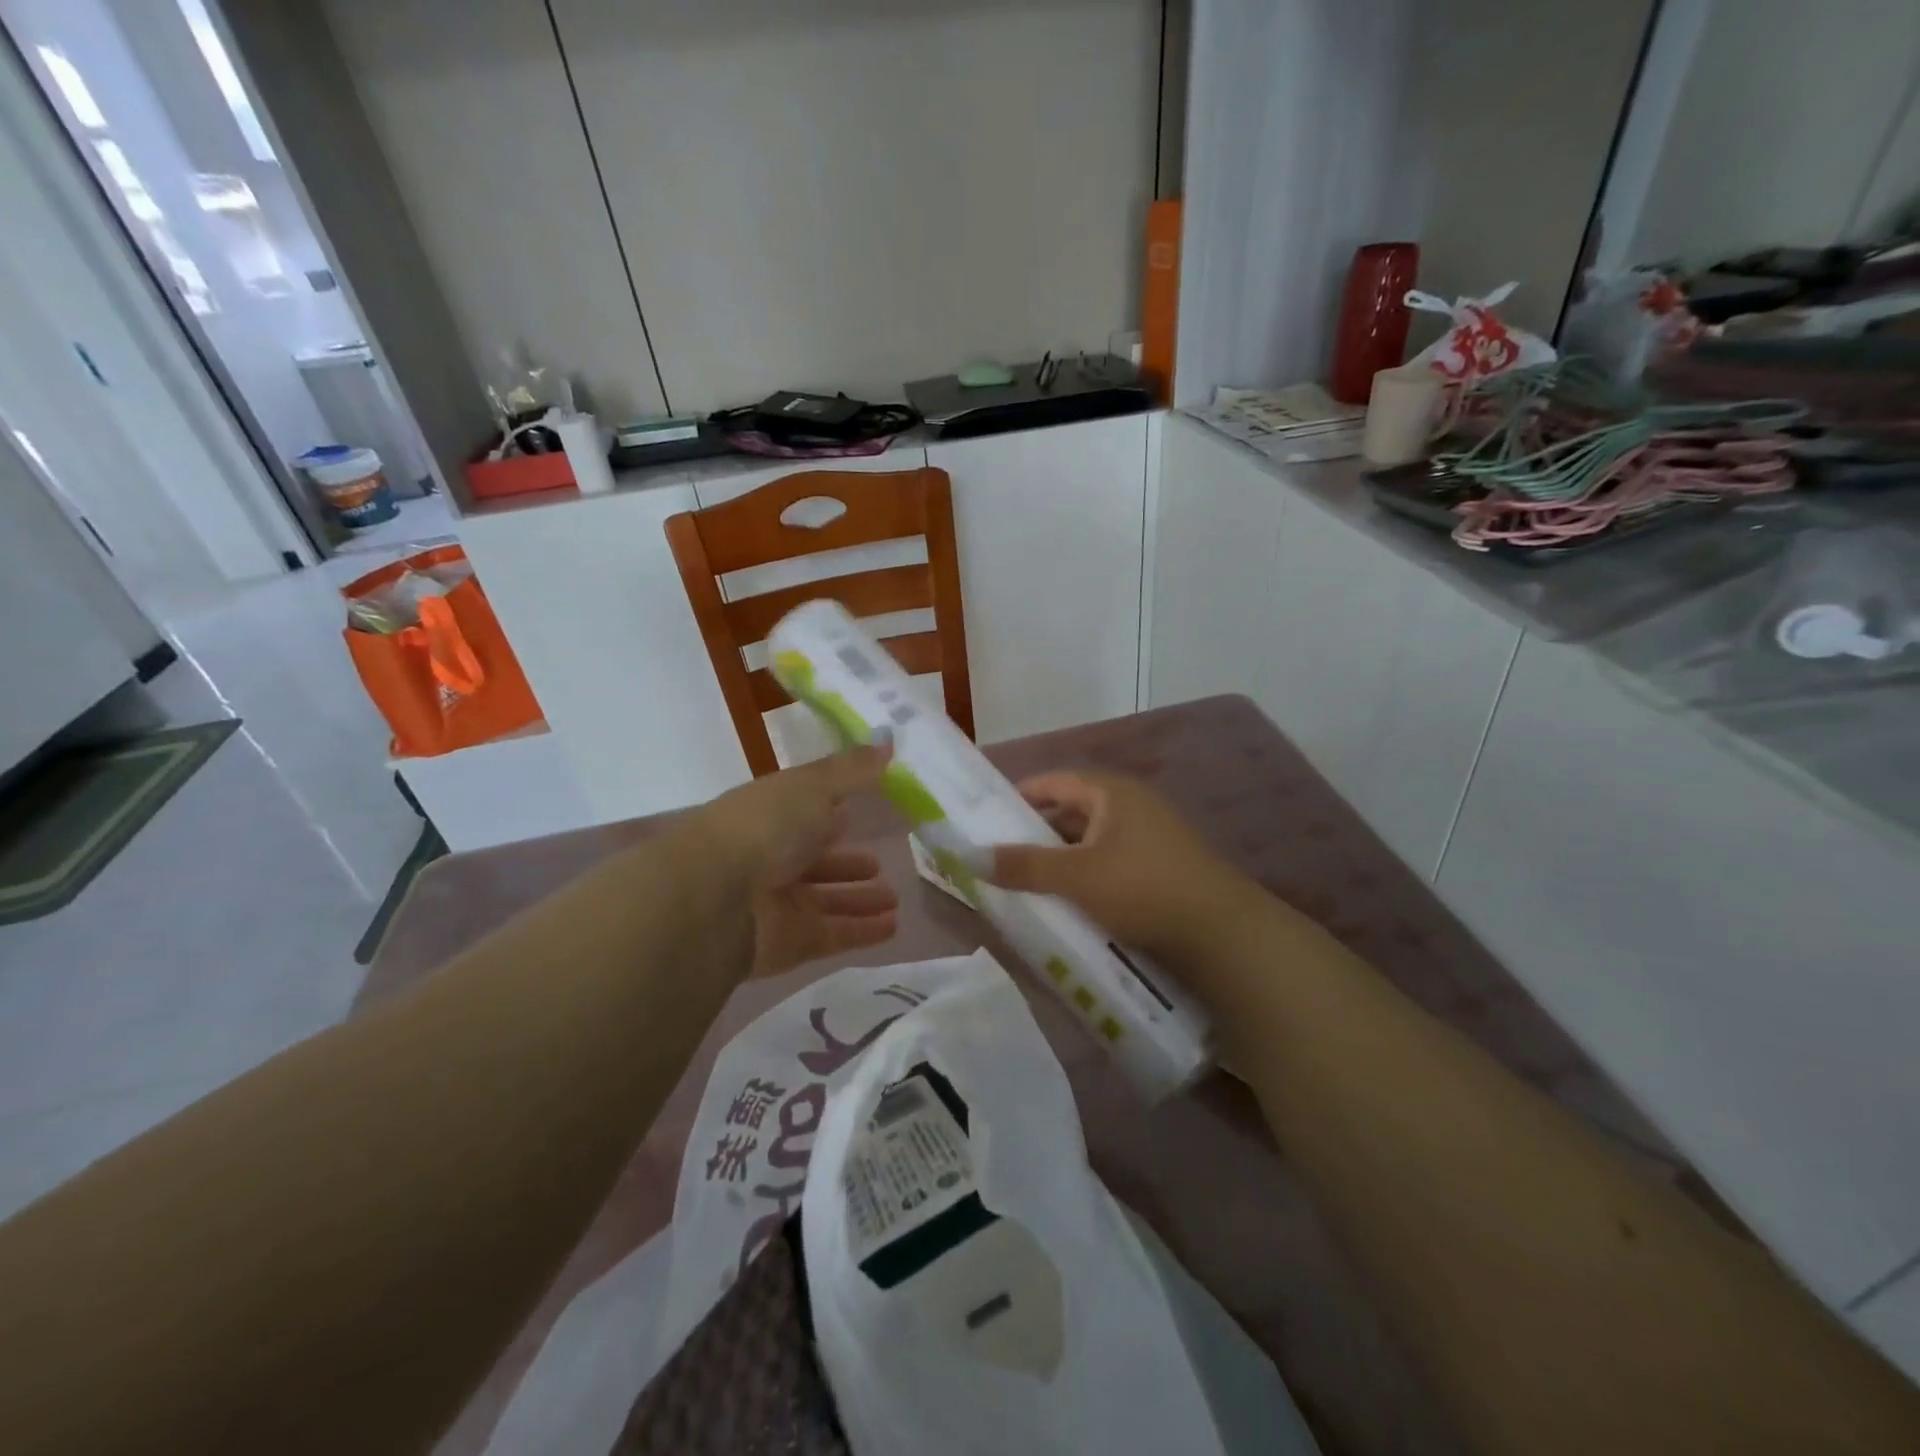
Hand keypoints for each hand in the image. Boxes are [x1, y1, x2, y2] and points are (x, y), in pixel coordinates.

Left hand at [696, 747, 900, 977]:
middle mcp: (772, 859)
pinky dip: (863, 931)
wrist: (715, 898)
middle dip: (848, 863)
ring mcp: (780, 904)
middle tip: (881, 864)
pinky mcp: (792, 942)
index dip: (832, 813)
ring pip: (827, 900)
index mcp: (771, 816)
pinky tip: (893, 926)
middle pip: (816, 862)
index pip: (805, 814)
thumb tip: (889, 743)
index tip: (862, 813)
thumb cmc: (763, 826)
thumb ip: (852, 769)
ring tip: (895, 898)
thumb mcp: (811, 784)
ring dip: (860, 899)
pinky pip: (835, 934)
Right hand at [986, 772, 1250, 963]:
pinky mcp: (1161, 866)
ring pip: (1090, 840)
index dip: (1019, 796)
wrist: (1223, 934)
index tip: (987, 819)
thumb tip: (970, 855)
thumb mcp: (1077, 876)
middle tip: (1000, 855)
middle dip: (1036, 832)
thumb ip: (1024, 865)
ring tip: (1027, 880)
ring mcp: (1150, 835)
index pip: (1054, 781)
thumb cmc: (1143, 888)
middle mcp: (1132, 805)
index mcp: (1112, 792)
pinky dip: (1085, 874)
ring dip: (1061, 857)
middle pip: (1071, 810)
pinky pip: (1109, 861)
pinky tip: (1069, 898)